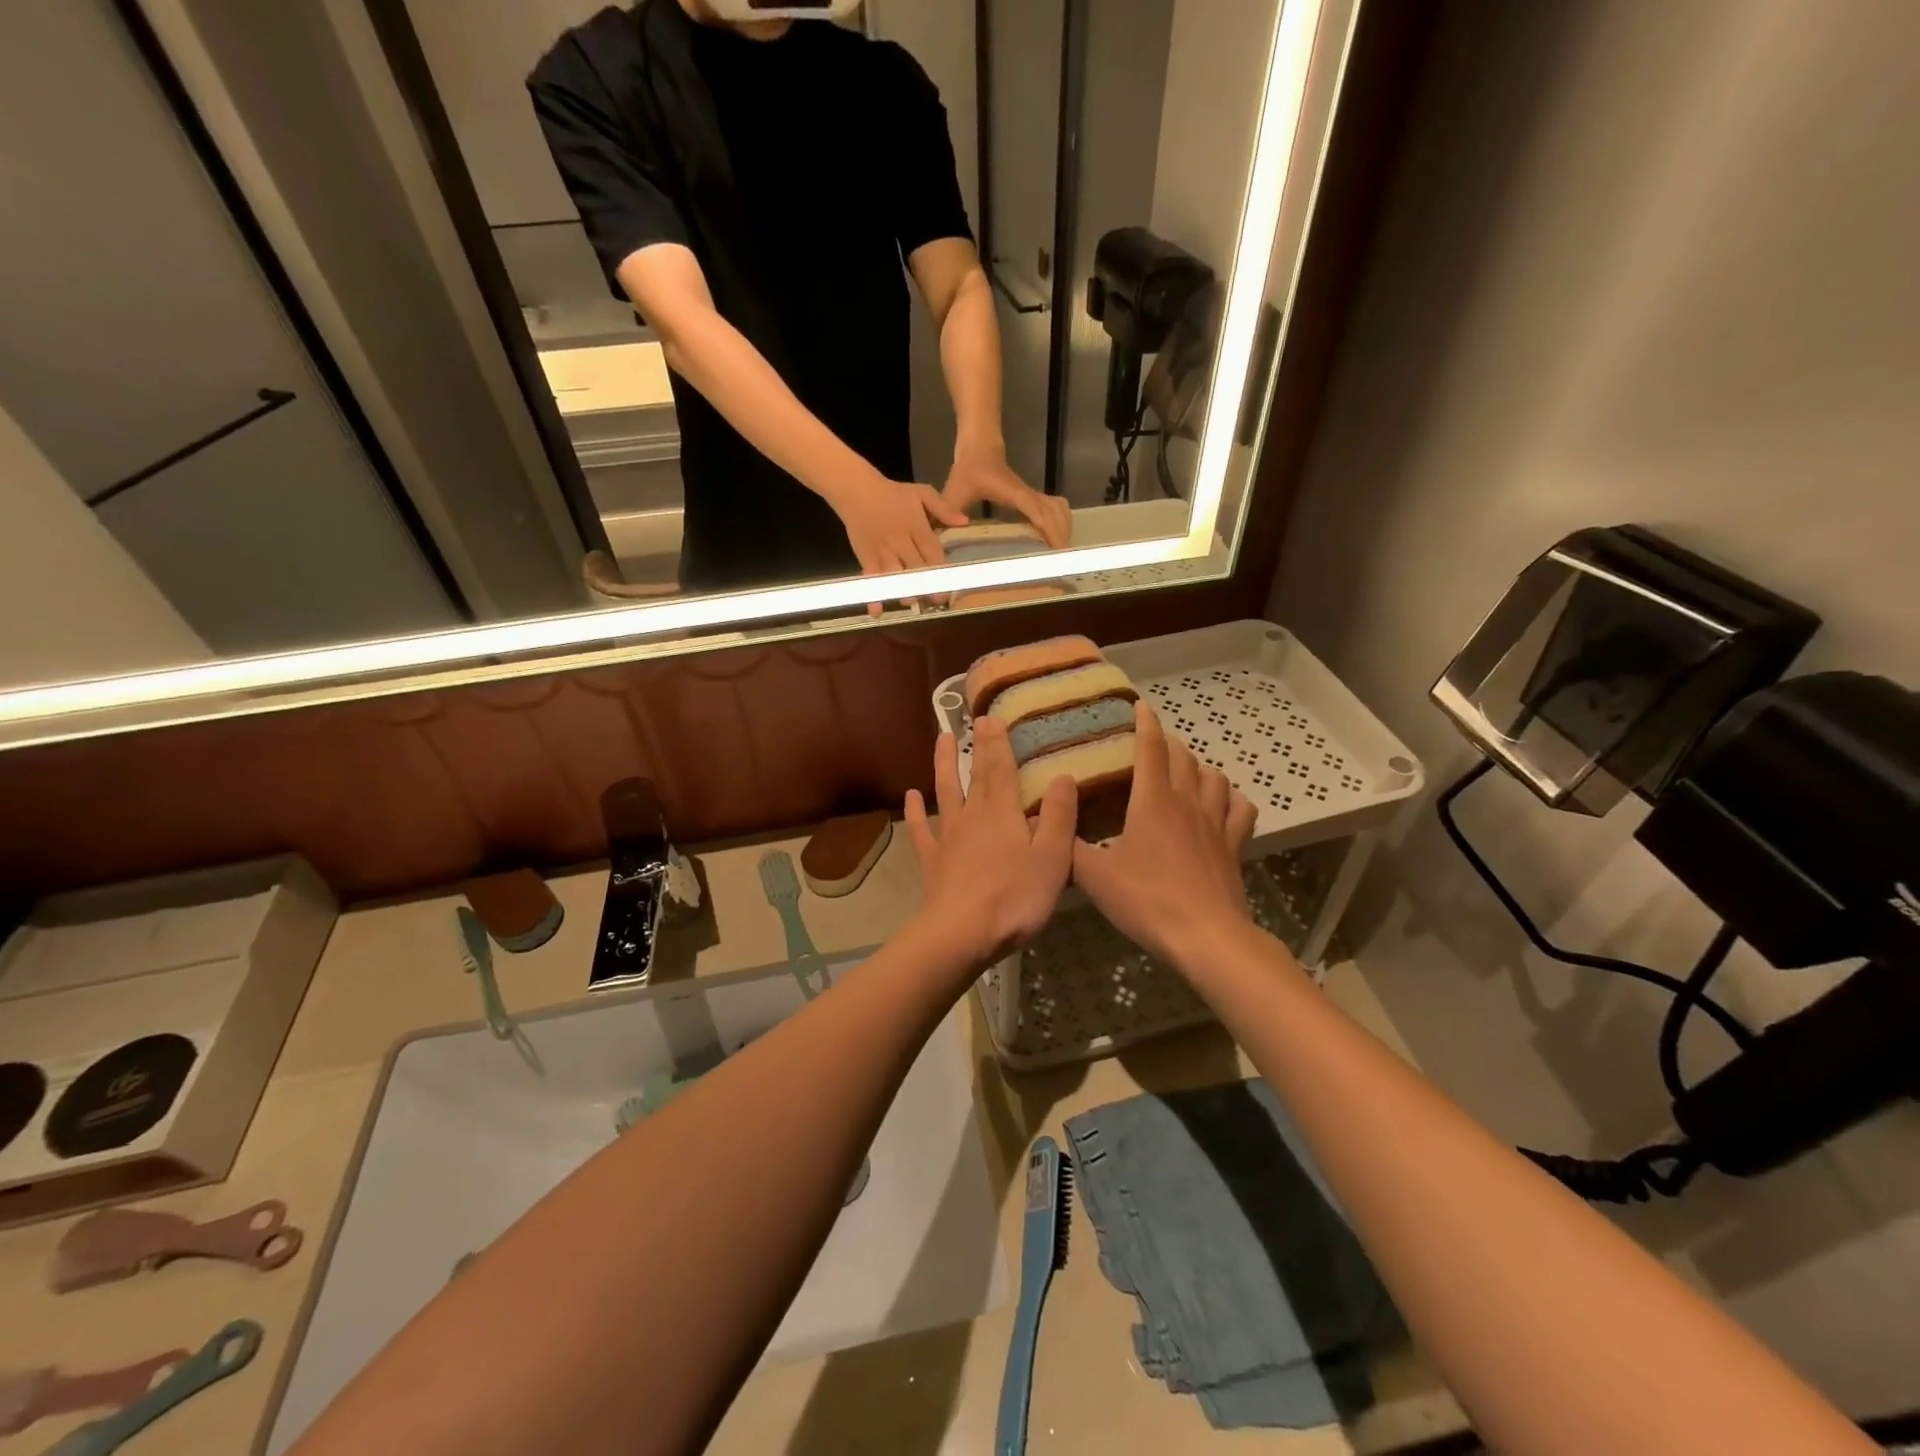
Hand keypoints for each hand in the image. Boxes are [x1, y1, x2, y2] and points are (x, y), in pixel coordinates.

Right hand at [830, 474, 968, 615]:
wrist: (856, 490)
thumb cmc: (892, 493)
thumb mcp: (922, 493)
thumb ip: (943, 509)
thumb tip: (965, 522)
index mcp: (917, 527)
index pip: (932, 551)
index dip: (941, 568)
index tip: (951, 583)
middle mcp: (901, 542)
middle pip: (916, 567)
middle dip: (927, 585)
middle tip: (937, 600)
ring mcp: (883, 552)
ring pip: (896, 575)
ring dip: (904, 591)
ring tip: (912, 602)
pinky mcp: (867, 557)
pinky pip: (872, 578)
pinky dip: (874, 595)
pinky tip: (877, 611)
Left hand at [904, 717, 1076, 974]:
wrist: (961, 934)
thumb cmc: (1015, 897)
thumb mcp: (1053, 857)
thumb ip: (1059, 816)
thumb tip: (1063, 776)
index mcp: (1003, 813)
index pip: (1001, 768)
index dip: (998, 742)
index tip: (993, 715)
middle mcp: (973, 816)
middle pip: (975, 775)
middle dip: (978, 746)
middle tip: (975, 719)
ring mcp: (949, 837)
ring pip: (945, 792)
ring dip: (942, 765)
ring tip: (941, 739)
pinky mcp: (933, 861)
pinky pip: (922, 830)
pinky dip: (916, 812)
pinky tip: (911, 796)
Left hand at [942, 448, 1071, 547]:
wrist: (980, 447)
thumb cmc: (969, 469)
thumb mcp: (955, 490)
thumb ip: (948, 510)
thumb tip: (946, 533)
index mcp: (1013, 493)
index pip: (1037, 511)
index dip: (1048, 530)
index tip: (1056, 550)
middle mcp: (1028, 494)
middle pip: (1055, 513)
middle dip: (1061, 536)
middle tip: (1058, 563)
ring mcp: (1033, 495)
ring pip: (1059, 510)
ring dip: (1064, 529)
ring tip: (1059, 555)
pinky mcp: (1033, 497)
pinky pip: (1055, 509)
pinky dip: (1060, 523)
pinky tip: (1055, 540)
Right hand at [1072, 700, 1259, 969]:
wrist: (1205, 936)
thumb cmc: (1147, 899)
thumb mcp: (1094, 877)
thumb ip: (1068, 849)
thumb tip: (1047, 828)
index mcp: (1152, 800)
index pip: (1151, 748)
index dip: (1145, 723)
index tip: (1140, 706)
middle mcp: (1187, 802)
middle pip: (1183, 757)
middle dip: (1168, 743)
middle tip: (1152, 744)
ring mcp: (1216, 823)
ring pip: (1214, 777)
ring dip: (1198, 767)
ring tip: (1185, 771)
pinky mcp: (1234, 845)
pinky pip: (1240, 809)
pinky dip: (1231, 798)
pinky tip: (1222, 804)